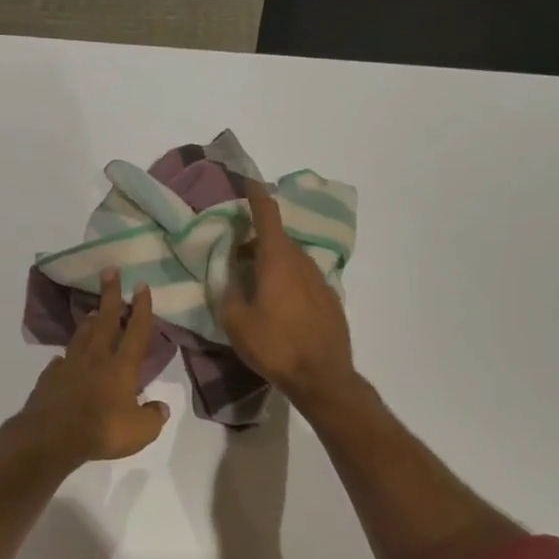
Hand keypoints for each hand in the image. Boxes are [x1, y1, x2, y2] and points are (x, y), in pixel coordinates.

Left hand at [16, 269, 170, 467]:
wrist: (51, 437)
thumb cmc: (102, 430)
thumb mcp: (141, 431)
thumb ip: (153, 417)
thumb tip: (160, 408)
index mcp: (121, 367)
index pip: (136, 332)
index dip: (142, 308)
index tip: (141, 285)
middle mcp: (96, 359)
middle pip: (106, 320)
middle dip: (110, 295)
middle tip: (110, 271)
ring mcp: (70, 366)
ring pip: (82, 335)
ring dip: (91, 321)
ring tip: (95, 311)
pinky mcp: (50, 379)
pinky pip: (60, 363)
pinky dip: (65, 358)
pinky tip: (64, 360)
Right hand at [221, 180, 356, 411]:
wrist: (323, 377)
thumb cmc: (275, 346)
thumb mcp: (236, 322)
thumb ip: (227, 292)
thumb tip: (229, 276)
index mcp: (277, 260)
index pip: (267, 215)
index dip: (256, 195)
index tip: (248, 181)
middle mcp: (302, 262)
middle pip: (277, 239)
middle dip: (256, 239)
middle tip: (236, 251)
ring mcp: (320, 280)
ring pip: (291, 260)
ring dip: (271, 262)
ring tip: (253, 280)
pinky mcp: (330, 300)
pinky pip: (303, 279)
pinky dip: (287, 280)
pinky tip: (278, 304)